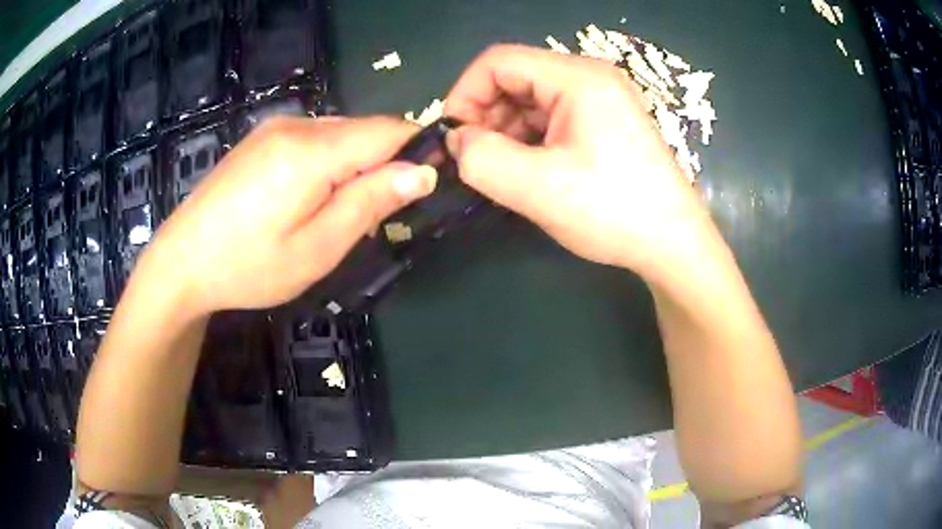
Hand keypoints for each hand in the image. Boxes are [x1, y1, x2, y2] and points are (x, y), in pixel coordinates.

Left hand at [143, 116, 435, 315]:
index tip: (421, 188)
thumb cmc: (247, 267)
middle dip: (380, 164)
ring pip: (340, 133)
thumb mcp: (316, 249)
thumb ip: (369, 203)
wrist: (181, 262)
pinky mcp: (261, 137)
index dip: (416, 152)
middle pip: (365, 130)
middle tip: (365, 217)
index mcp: (312, 151)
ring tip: (330, 212)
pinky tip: (303, 198)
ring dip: (352, 165)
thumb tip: (422, 172)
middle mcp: (296, 125)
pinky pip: (313, 138)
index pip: (390, 130)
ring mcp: (274, 127)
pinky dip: (327, 162)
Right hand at [444, 45, 710, 274]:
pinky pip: (553, 117)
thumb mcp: (538, 188)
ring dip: (506, 130)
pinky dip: (530, 139)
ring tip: (502, 171)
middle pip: (515, 77)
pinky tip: (528, 170)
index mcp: (577, 78)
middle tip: (475, 160)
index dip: (464, 94)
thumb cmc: (613, 211)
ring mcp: (601, 99)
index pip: (498, 61)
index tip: (452, 138)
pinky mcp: (605, 122)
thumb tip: (456, 141)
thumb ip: (482, 159)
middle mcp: (590, 78)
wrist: (673, 243)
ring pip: (532, 99)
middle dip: (485, 115)